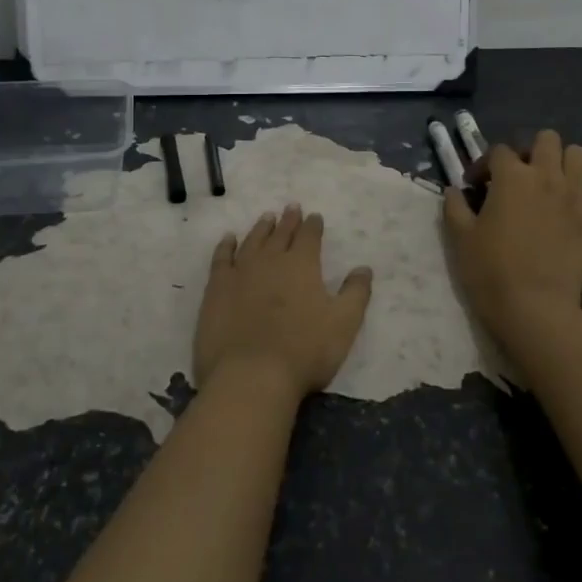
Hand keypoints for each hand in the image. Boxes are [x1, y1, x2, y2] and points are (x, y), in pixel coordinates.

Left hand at [194, 205, 374, 402]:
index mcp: (302, 265)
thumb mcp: (344, 324)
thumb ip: (356, 293)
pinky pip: (222, 258)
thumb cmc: (305, 351)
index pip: (309, 236)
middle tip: (291, 207)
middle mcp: (271, 260)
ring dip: (261, 228)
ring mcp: (240, 272)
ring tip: (267, 217)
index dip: (313, 225)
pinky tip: (228, 239)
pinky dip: (226, 246)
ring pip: (252, 241)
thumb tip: (364, 268)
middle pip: (280, 233)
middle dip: (288, 220)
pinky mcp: (216, 288)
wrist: (251, 375)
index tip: (315, 216)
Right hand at [444, 129, 581, 339]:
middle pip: (546, 139)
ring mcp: (574, 195)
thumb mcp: (460, 237)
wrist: (535, 307)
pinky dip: (581, 191)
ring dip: (560, 163)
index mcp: (511, 176)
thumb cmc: (490, 270)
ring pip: (577, 155)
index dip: (484, 165)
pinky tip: (566, 208)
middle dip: (529, 151)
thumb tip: (455, 191)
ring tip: (546, 185)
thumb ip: (455, 207)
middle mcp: (546, 176)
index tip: (475, 187)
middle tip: (516, 178)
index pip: (499, 151)